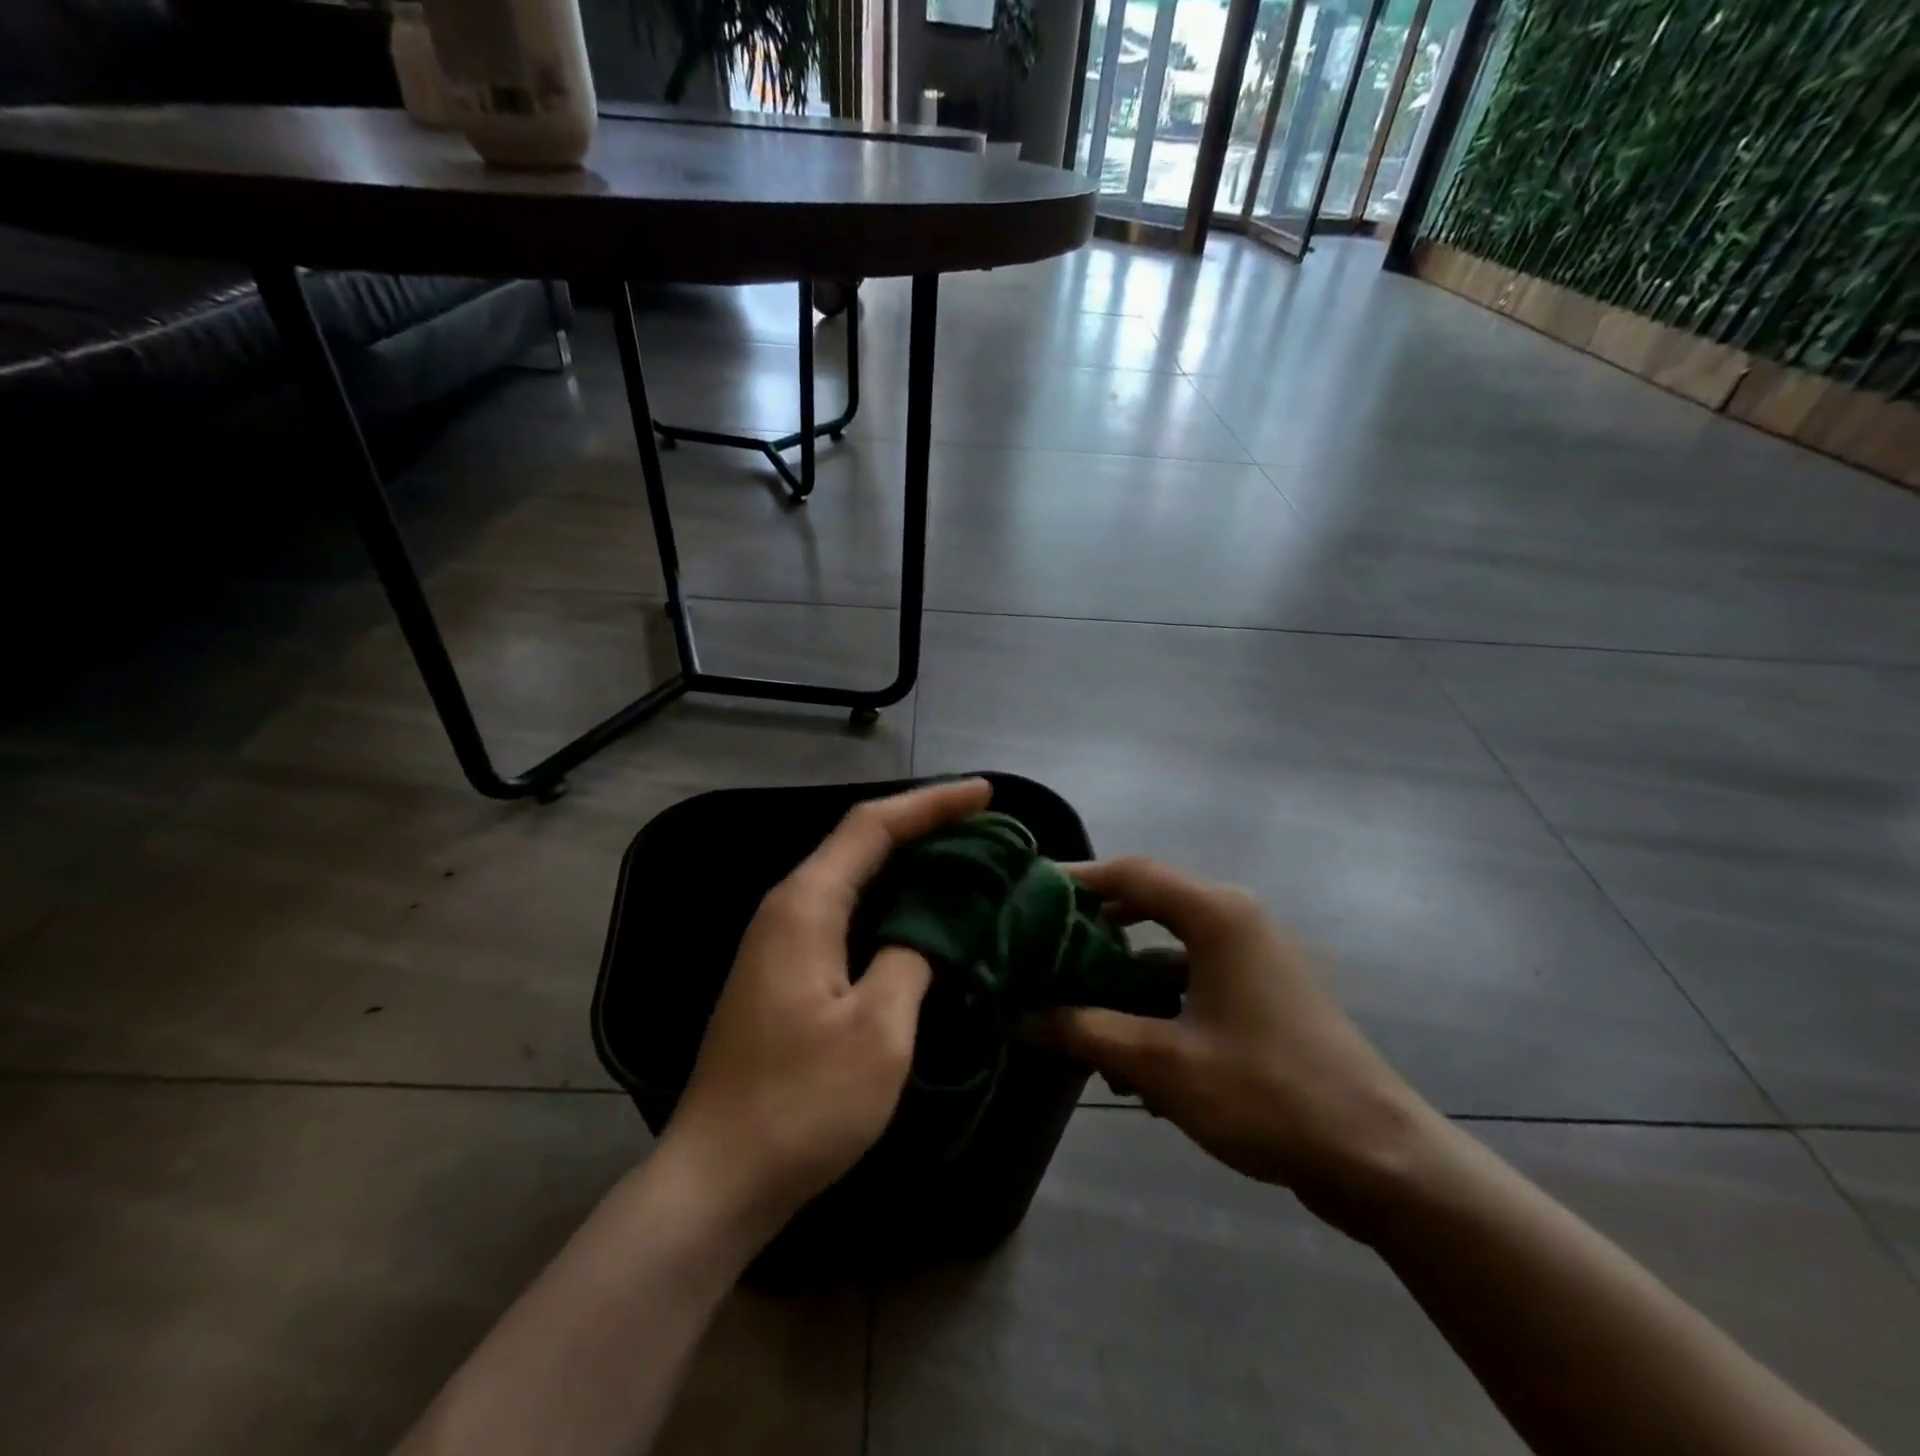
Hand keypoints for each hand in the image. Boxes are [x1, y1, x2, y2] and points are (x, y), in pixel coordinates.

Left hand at [658, 777, 993, 1240]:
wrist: (719, 1179)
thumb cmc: (801, 1104)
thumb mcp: (878, 1030)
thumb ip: (912, 958)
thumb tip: (931, 926)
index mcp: (806, 905)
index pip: (873, 826)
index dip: (931, 803)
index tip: (985, 793)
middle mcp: (787, 908)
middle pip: (860, 842)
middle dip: (924, 824)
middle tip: (985, 824)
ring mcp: (781, 942)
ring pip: (853, 877)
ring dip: (908, 861)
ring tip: (965, 857)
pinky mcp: (785, 973)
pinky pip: (847, 912)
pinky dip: (891, 900)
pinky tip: (923, 914)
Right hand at [1037, 857, 1436, 1239]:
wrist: (1378, 1159)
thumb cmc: (1267, 1094)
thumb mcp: (1162, 1063)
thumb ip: (1085, 1031)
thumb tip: (1020, 1016)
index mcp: (1217, 914)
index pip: (1131, 873)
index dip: (1077, 879)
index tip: (1028, 895)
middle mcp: (1235, 920)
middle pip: (1148, 906)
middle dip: (1094, 933)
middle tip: (1043, 953)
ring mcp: (1253, 958)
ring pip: (1168, 950)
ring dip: (1124, 982)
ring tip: (1077, 1021)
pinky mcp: (1261, 994)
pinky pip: (1193, 981)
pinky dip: (1157, 1006)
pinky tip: (1131, 1063)